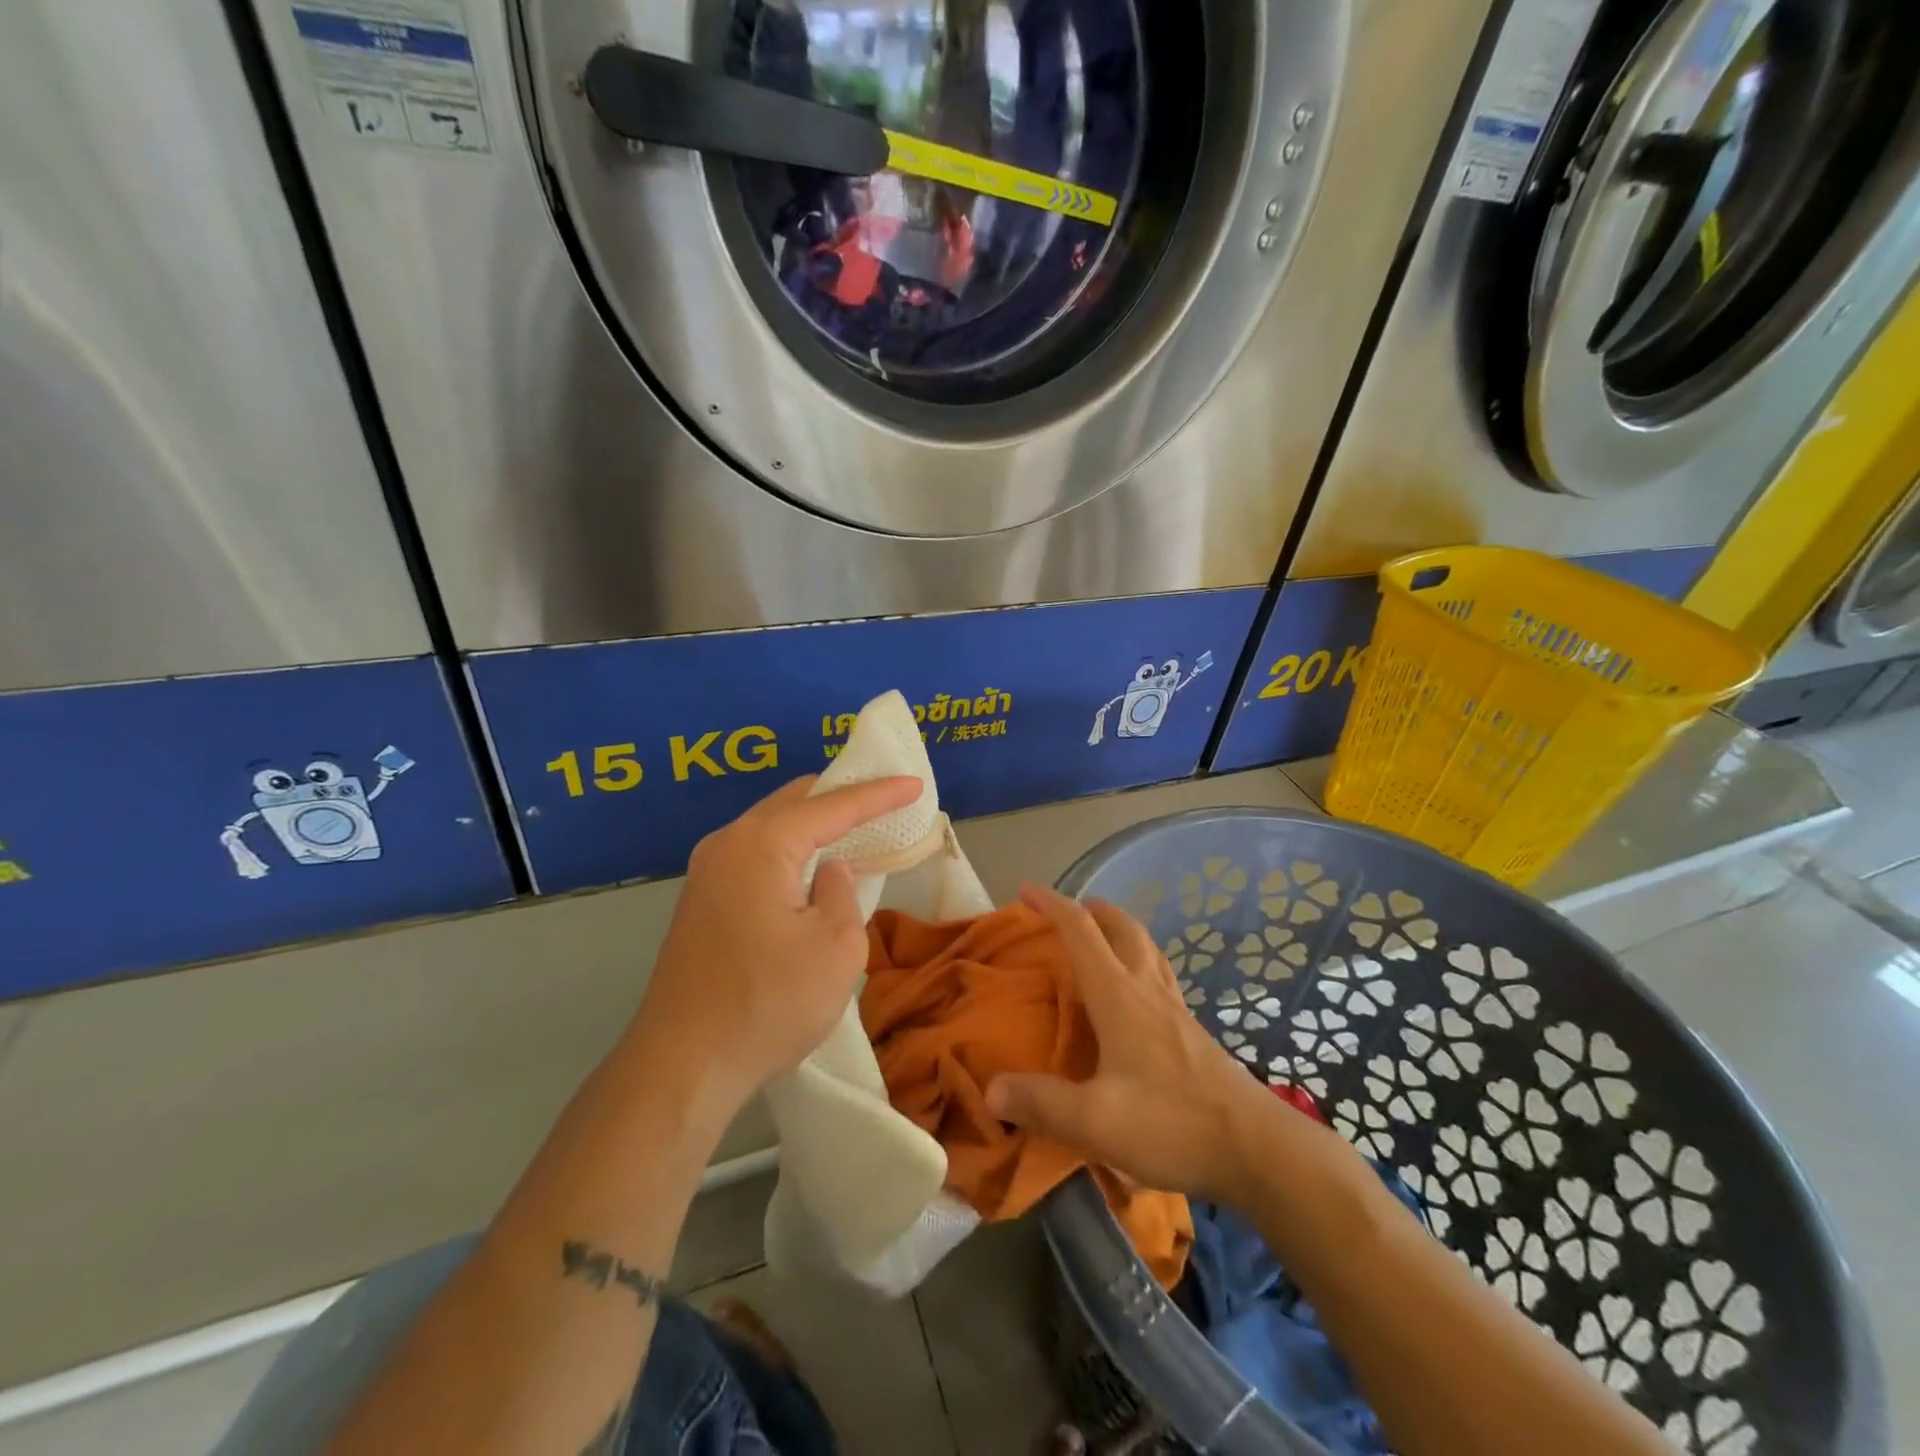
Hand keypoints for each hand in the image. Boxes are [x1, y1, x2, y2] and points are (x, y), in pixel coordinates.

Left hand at [626, 774, 921, 1116]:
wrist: (682, 1066)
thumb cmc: (769, 1004)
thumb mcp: (836, 948)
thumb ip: (842, 892)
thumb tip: (829, 872)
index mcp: (760, 845)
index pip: (832, 806)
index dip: (878, 794)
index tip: (914, 784)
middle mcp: (726, 844)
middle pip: (793, 802)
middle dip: (841, 797)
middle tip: (884, 801)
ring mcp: (706, 872)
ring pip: (771, 826)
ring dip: (813, 824)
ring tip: (854, 829)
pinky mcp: (701, 901)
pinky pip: (754, 853)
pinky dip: (790, 849)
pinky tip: (811, 867)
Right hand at [986, 884, 1273, 1199]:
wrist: (1257, 1148)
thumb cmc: (1172, 1124)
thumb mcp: (1095, 1122)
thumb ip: (1042, 1103)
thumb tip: (991, 1089)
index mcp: (1119, 995)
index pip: (1080, 930)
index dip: (1050, 904)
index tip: (1024, 891)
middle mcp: (1147, 989)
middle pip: (1121, 926)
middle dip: (1091, 909)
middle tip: (1067, 911)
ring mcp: (1175, 1009)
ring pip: (1146, 947)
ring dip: (1119, 930)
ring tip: (1099, 940)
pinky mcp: (1192, 1032)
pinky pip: (1159, 976)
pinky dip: (1139, 962)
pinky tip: (1134, 996)